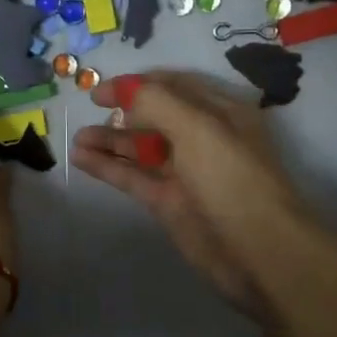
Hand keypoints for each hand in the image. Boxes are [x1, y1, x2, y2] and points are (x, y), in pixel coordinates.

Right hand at [72, 71, 315, 320]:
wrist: (259, 252)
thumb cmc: (232, 179)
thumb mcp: (198, 128)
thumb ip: (156, 102)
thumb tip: (123, 91)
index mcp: (219, 112)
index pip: (173, 85)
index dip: (137, 84)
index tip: (102, 88)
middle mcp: (202, 137)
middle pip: (154, 115)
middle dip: (122, 110)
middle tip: (89, 109)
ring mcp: (184, 172)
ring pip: (139, 148)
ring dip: (109, 139)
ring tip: (77, 137)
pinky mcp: (168, 202)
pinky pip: (132, 176)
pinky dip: (107, 166)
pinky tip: (80, 158)